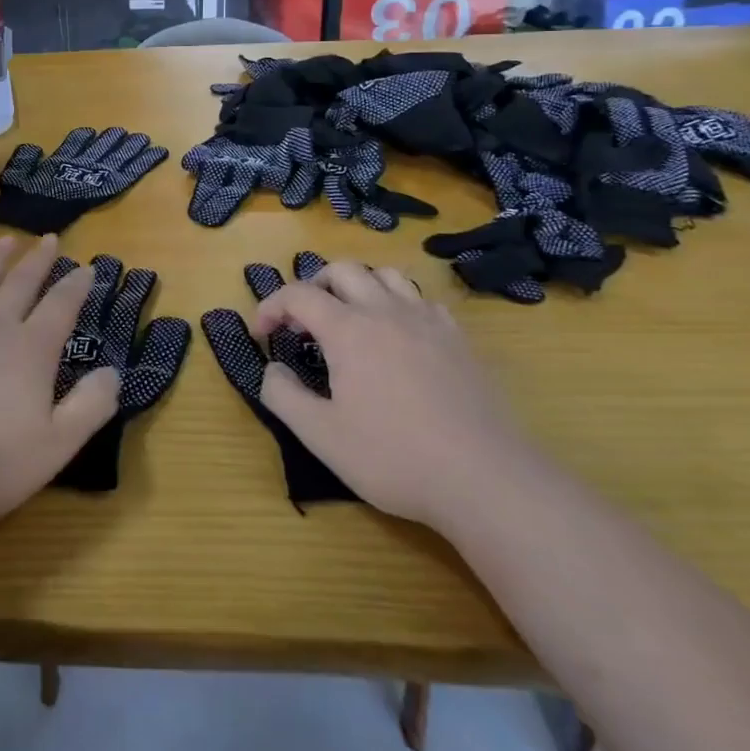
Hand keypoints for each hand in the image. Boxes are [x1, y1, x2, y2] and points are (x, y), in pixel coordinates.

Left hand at [0, 235, 114, 523]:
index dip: (77, 285)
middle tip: (49, 238)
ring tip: (7, 241)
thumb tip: (113, 372)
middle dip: (38, 260)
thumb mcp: (56, 445)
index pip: (61, 306)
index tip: (88, 267)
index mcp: (31, 351)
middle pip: (20, 284)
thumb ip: (90, 407)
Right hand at [251, 261, 537, 530]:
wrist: (487, 480)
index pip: (298, 294)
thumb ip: (283, 396)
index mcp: (348, 329)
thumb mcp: (321, 436)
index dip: (272, 306)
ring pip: (386, 275)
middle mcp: (385, 311)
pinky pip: (422, 300)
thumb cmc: (395, 457)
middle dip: (314, 285)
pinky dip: (399, 305)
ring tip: (350, 318)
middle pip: (342, 270)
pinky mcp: (459, 340)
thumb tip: (272, 368)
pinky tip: (399, 336)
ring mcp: (427, 322)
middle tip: (304, 321)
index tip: (263, 334)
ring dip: (358, 286)